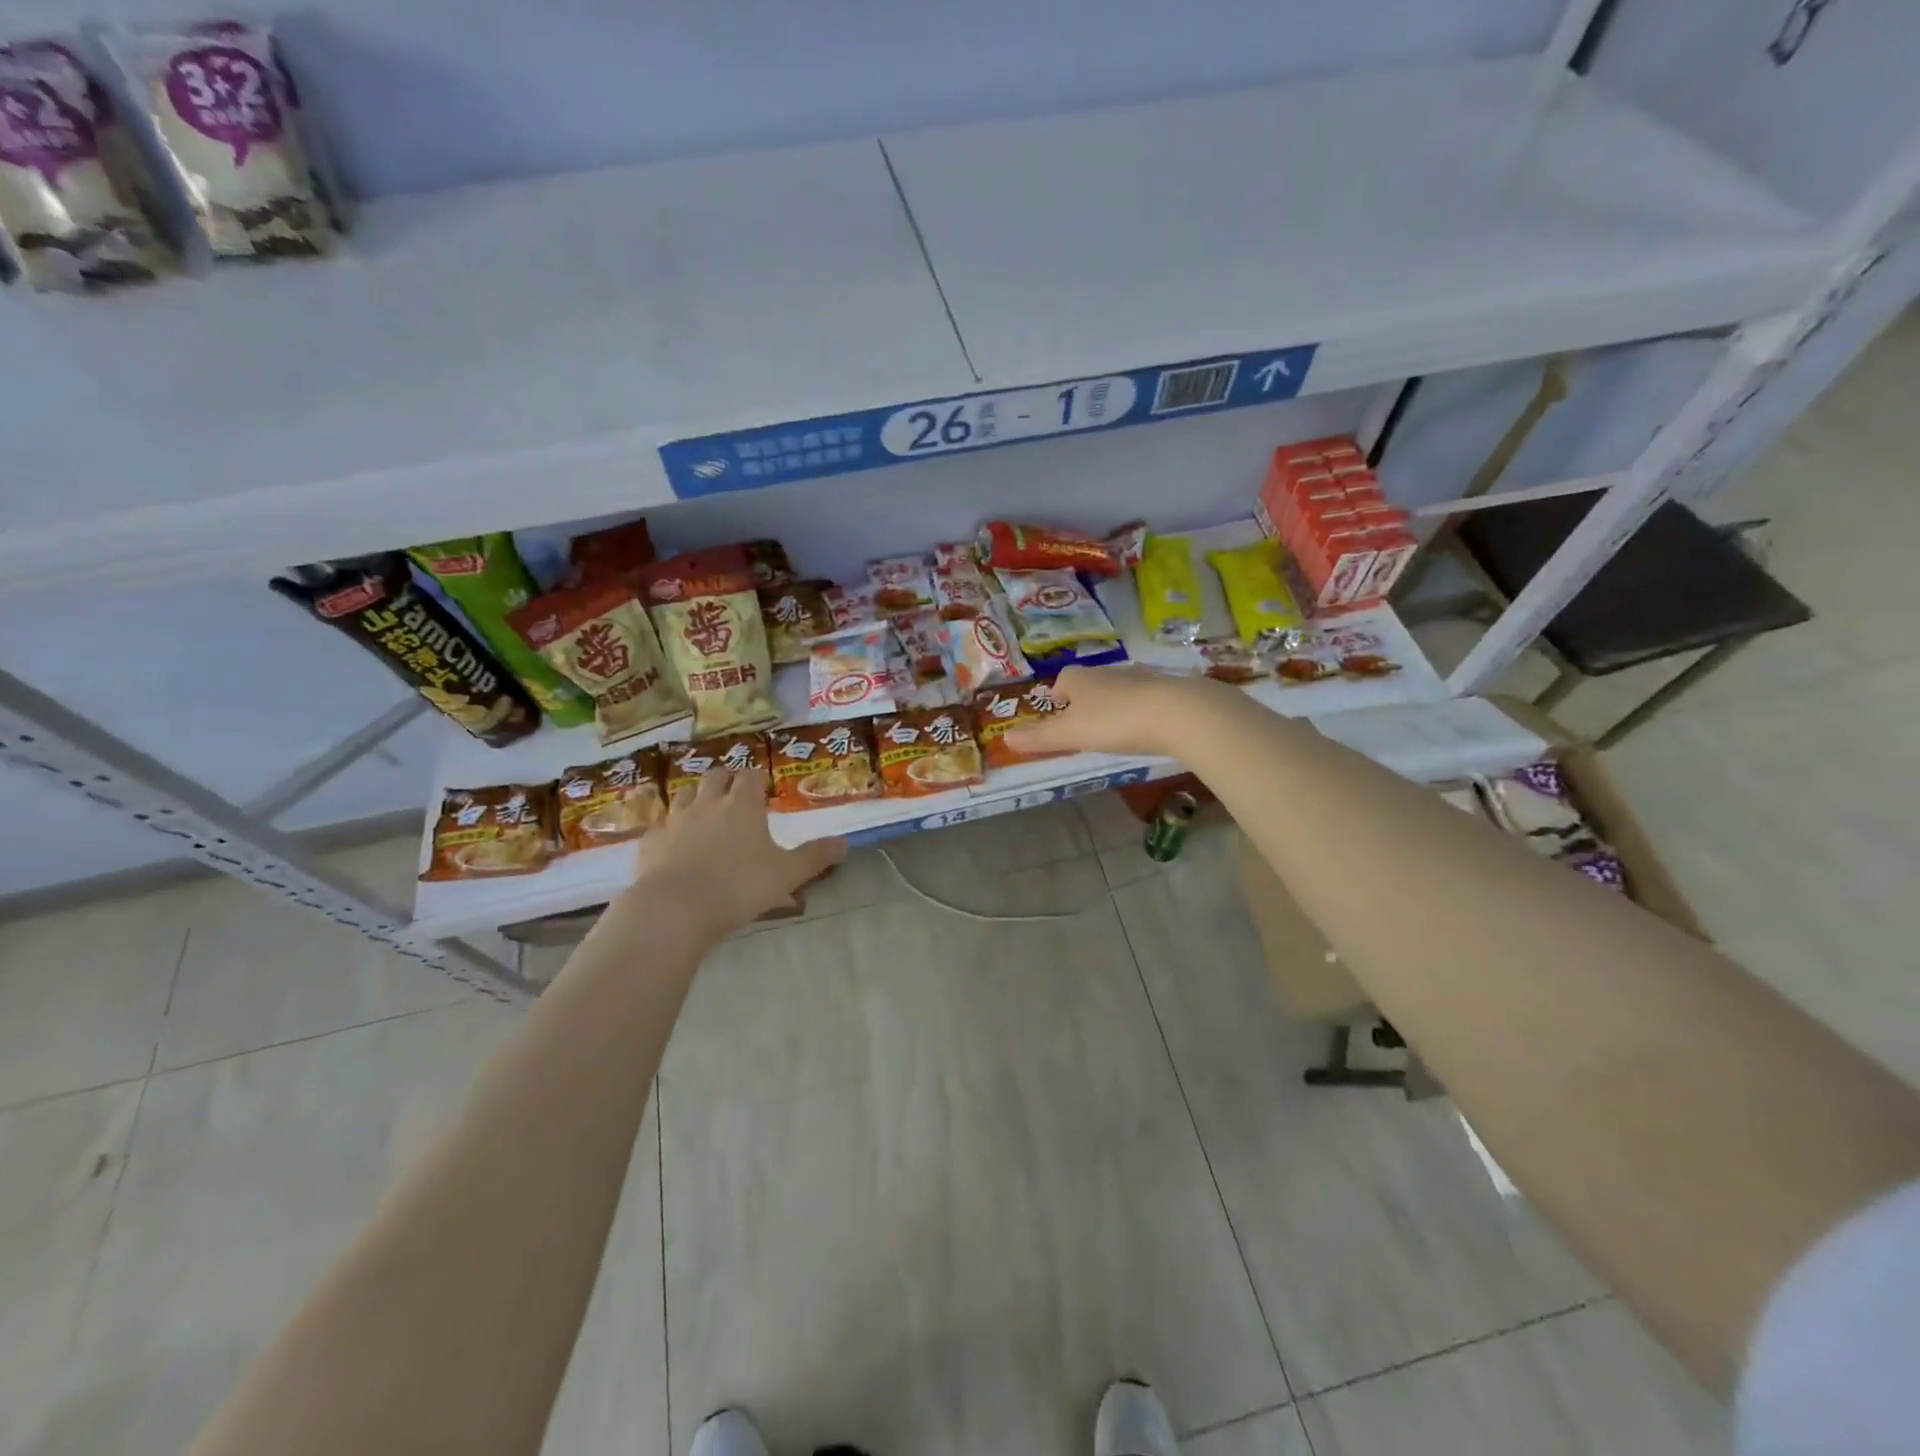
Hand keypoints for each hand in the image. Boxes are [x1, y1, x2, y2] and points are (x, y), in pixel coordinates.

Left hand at [628, 768, 845, 937]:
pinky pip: (660, 826)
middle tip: (734, 793)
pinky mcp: (650, 843)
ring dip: (696, 798)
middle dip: (726, 780)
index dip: (758, 778)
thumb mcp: (787, 874)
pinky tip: (673, 843)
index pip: (751, 776)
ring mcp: (675, 821)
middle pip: (715, 776)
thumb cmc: (739, 887)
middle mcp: (708, 804)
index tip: (763, 787)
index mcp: (742, 805)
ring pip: (684, 794)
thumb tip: (844, 843)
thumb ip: (815, 857)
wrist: (675, 909)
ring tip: (704, 812)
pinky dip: (669, 828)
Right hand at [1003, 664, 1221, 758]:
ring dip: (1116, 704)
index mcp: (1083, 679)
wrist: (1179, 713)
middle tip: (1086, 724)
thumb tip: (1006, 738)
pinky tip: (1149, 728)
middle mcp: (1111, 672)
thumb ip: (1039, 737)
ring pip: (1122, 688)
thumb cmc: (1116, 721)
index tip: (1059, 710)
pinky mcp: (1171, 690)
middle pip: (1093, 682)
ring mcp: (1143, 678)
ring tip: (1116, 729)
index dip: (1059, 693)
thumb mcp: (1071, 734)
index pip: (1064, 679)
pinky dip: (1144, 710)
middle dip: (1087, 700)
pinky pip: (1150, 697)